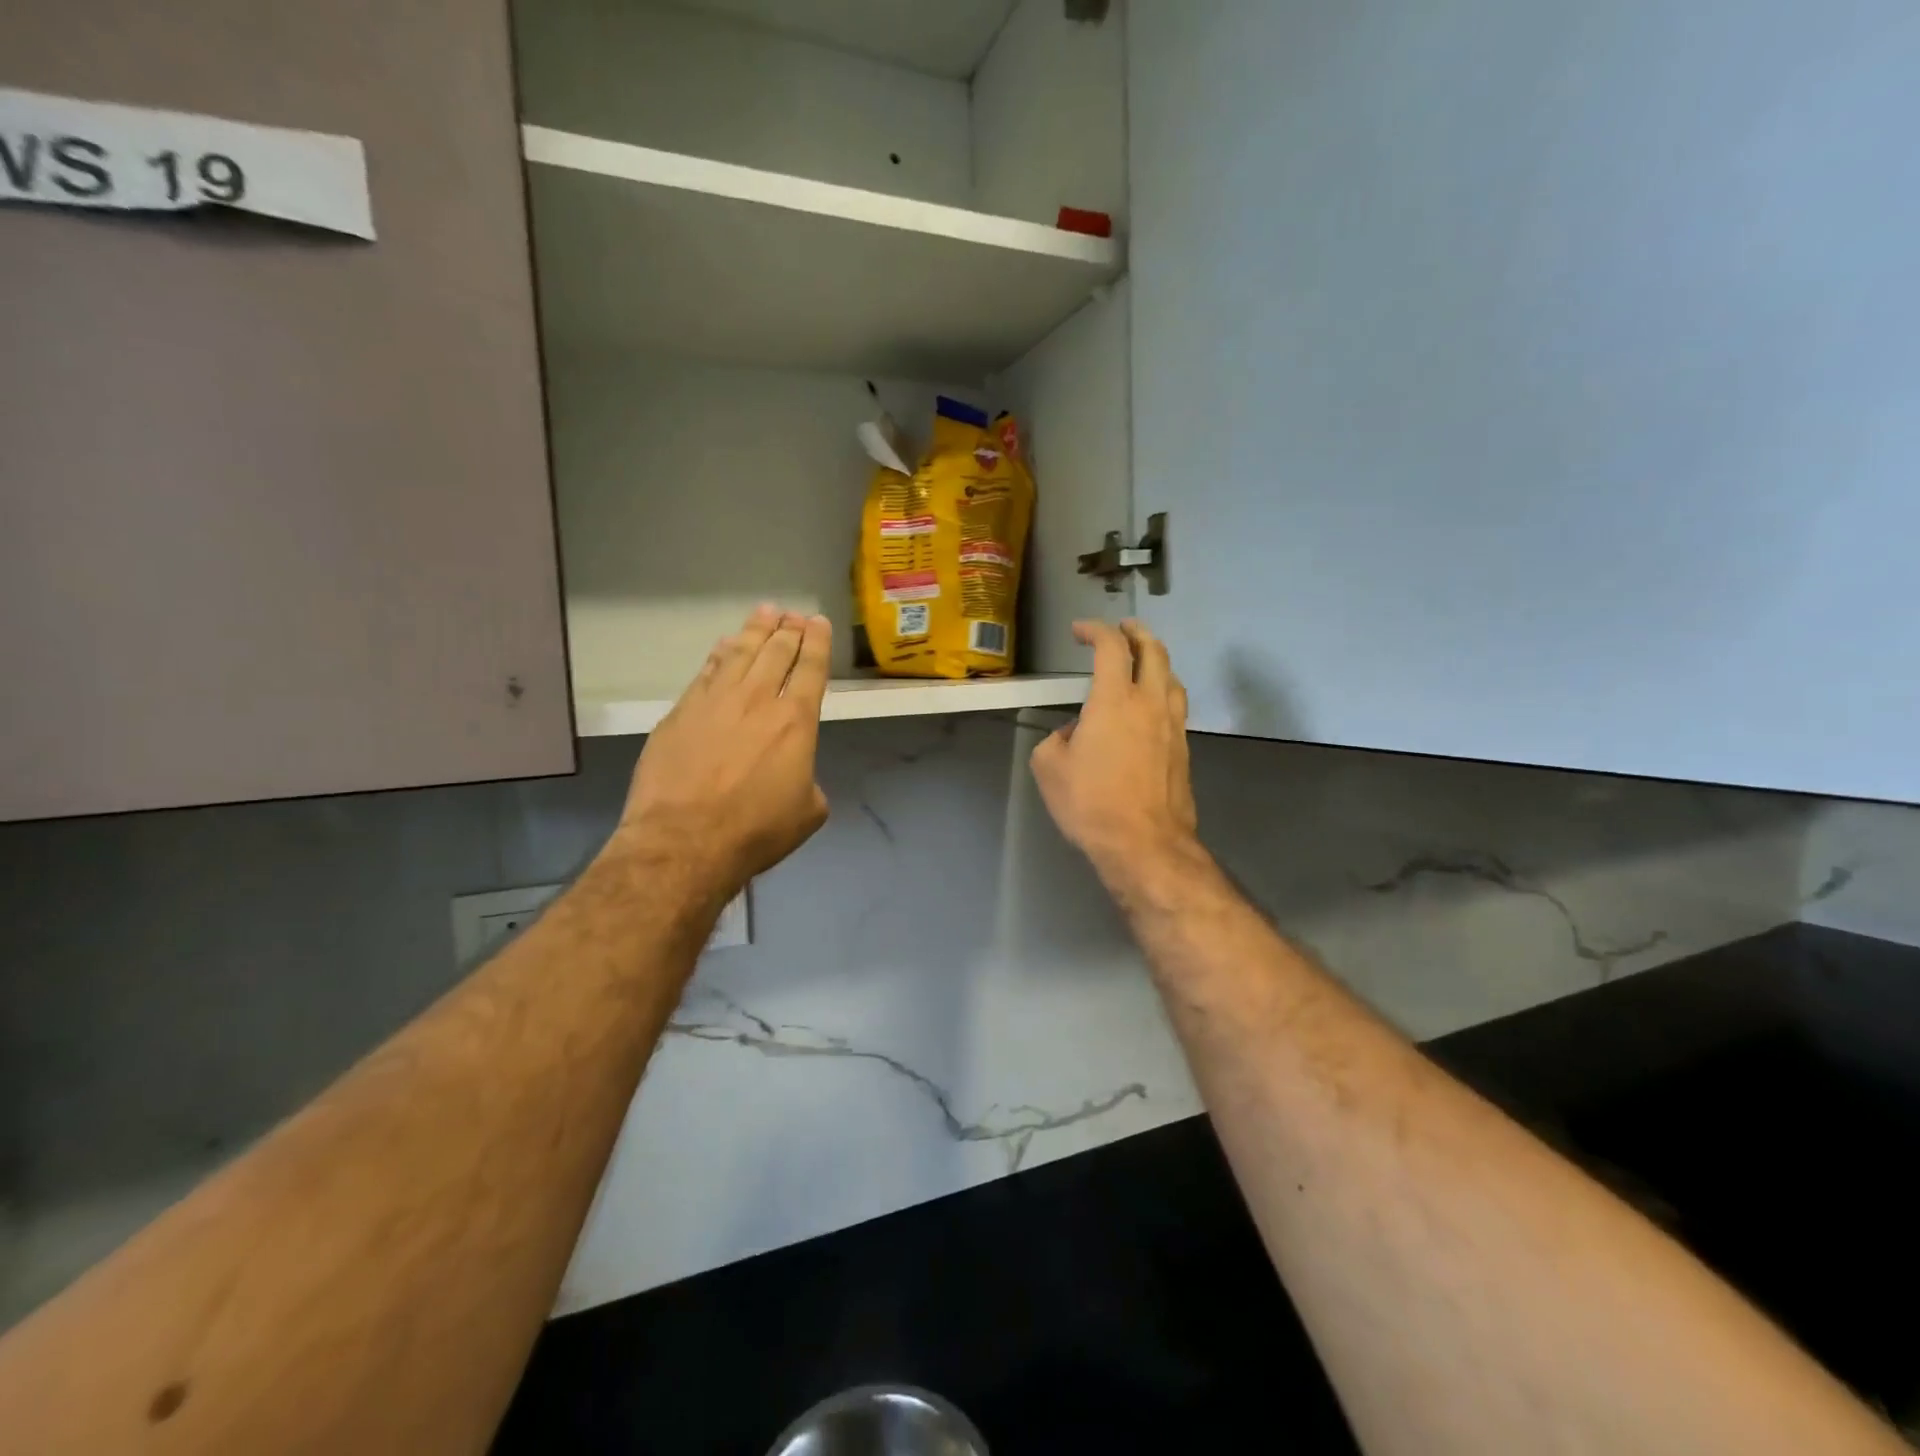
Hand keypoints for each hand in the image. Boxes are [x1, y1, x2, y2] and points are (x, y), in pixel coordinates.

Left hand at [613, 605, 832, 899]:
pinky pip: (706, 671)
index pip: (811, 669)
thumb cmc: (756, 830)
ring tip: (765, 612)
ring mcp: (715, 701)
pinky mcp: (681, 711)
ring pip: (740, 653)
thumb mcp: (808, 812)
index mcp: (796, 722)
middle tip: (794, 615)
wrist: (684, 840)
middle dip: (789, 630)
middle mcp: (758, 700)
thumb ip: (808, 780)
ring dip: (756, 630)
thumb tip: (796, 774)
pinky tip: (724, 645)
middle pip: (776, 652)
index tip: (818, 622)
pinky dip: (720, 654)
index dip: (817, 642)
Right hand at [1031, 619, 1198, 879]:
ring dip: (1156, 661)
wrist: (1144, 843)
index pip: (1111, 647)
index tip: (1080, 630)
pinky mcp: (1184, 750)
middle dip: (1137, 633)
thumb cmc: (1091, 802)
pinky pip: (1175, 706)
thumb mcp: (1049, 767)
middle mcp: (1150, 703)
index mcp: (1114, 700)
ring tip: (1142, 662)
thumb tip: (1076, 733)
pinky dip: (1162, 692)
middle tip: (1124, 628)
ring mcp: (1173, 726)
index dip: (1095, 630)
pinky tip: (1151, 707)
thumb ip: (1057, 738)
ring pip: (1172, 678)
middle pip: (1154, 651)